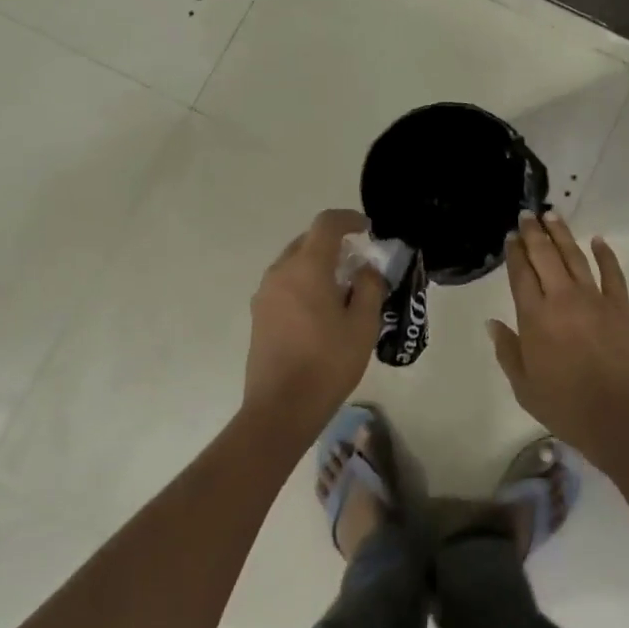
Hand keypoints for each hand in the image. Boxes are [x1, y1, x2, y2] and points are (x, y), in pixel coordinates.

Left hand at [245, 209, 386, 440]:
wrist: (280, 408)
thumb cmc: (328, 363)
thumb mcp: (363, 325)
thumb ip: (369, 287)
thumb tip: (365, 269)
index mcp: (307, 267)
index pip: (326, 224)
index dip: (349, 219)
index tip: (368, 229)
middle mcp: (281, 272)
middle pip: (308, 241)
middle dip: (335, 244)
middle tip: (359, 264)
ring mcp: (265, 294)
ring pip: (295, 263)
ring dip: (318, 264)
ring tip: (342, 289)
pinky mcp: (259, 314)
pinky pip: (285, 283)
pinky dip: (305, 282)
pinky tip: (321, 310)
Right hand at [487, 211, 628, 457]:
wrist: (620, 415)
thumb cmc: (566, 406)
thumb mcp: (524, 387)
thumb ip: (508, 351)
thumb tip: (492, 323)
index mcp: (534, 317)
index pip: (520, 275)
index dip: (514, 253)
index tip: (511, 236)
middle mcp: (561, 299)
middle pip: (545, 256)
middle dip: (534, 233)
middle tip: (527, 214)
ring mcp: (594, 299)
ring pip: (574, 257)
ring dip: (562, 234)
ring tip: (552, 215)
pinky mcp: (620, 306)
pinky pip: (612, 272)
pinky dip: (605, 254)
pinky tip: (598, 240)